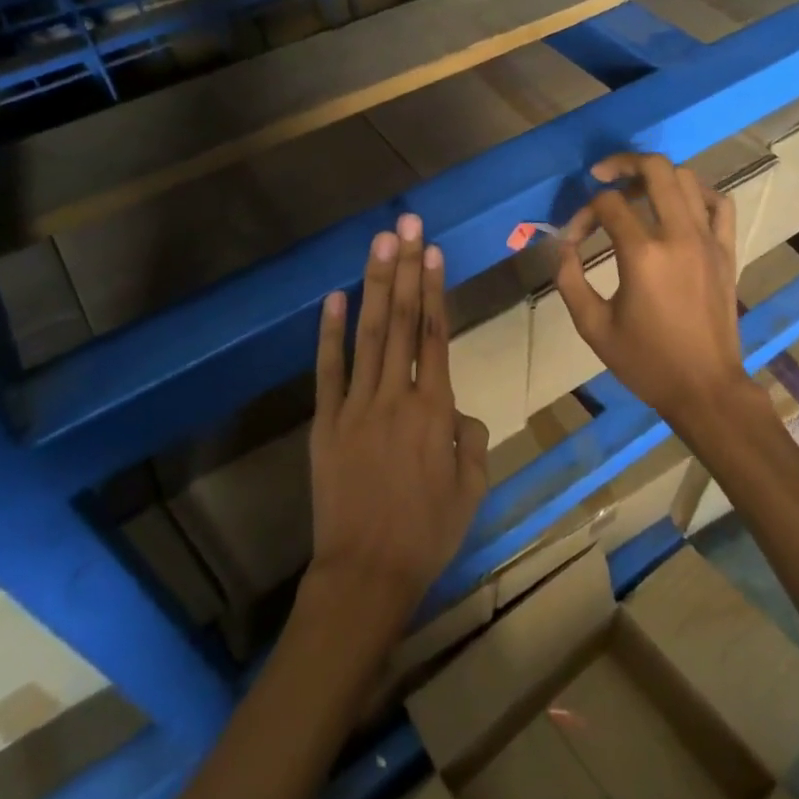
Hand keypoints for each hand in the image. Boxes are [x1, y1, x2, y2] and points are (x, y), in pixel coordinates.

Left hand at [308, 214, 488, 628]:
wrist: (367, 573)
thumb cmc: (427, 533)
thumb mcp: (472, 487)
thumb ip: (471, 437)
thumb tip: (456, 410)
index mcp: (435, 410)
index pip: (436, 335)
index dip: (435, 289)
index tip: (433, 252)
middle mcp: (396, 396)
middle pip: (403, 321)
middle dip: (406, 268)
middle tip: (407, 225)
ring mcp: (356, 407)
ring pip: (369, 335)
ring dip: (376, 286)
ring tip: (380, 244)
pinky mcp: (326, 423)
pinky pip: (328, 371)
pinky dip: (330, 334)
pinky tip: (335, 298)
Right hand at [555, 153, 759, 426]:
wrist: (705, 388)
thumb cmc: (645, 361)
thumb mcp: (592, 326)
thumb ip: (569, 279)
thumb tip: (561, 245)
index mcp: (642, 254)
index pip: (607, 205)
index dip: (582, 214)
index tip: (572, 239)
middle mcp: (678, 235)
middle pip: (654, 170)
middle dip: (622, 163)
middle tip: (601, 175)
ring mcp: (708, 240)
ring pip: (687, 179)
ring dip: (656, 176)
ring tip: (635, 191)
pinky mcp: (726, 251)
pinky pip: (719, 203)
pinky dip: (698, 193)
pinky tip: (679, 204)